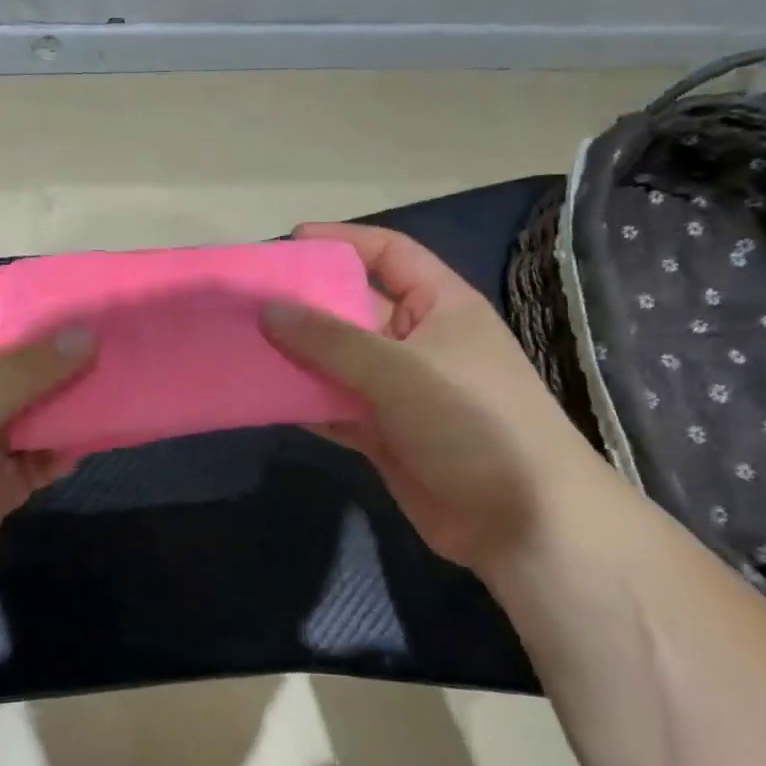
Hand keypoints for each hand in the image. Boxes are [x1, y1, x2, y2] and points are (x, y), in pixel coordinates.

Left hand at [0, 309, 92, 664]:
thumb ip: (23, 368)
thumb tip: (84, 334)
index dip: (46, 317)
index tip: (105, 311)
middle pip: (21, 370)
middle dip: (68, 362)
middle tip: (131, 353)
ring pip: (34, 415)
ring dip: (71, 407)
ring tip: (124, 394)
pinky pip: (35, 461)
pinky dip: (60, 453)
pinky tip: (88, 446)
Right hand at [263, 222, 605, 570]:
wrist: (522, 523)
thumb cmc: (472, 421)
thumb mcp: (400, 370)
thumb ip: (331, 341)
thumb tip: (269, 309)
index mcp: (440, 305)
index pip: (390, 254)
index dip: (344, 242)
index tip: (291, 242)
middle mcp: (418, 341)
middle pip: (354, 309)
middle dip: (305, 304)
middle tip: (248, 300)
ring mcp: (400, 390)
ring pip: (338, 362)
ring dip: (297, 356)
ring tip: (242, 345)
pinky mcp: (384, 433)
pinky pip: (336, 407)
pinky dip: (306, 403)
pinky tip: (266, 397)